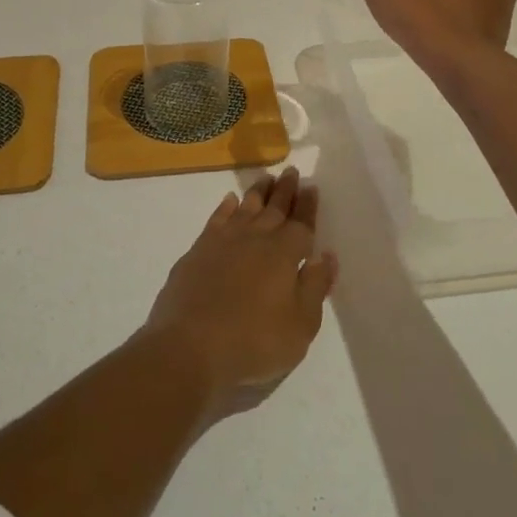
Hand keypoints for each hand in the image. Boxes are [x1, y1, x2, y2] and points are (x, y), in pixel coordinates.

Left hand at [141, 168, 335, 415]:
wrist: (190, 345)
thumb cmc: (254, 340)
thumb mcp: (300, 325)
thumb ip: (315, 287)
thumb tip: (326, 256)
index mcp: (285, 253)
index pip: (302, 223)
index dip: (308, 206)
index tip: (311, 187)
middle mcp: (257, 237)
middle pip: (275, 207)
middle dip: (286, 190)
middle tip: (291, 171)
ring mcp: (225, 240)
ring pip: (247, 206)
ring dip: (259, 191)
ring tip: (267, 178)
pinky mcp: (199, 249)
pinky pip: (218, 218)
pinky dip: (226, 207)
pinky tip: (230, 201)